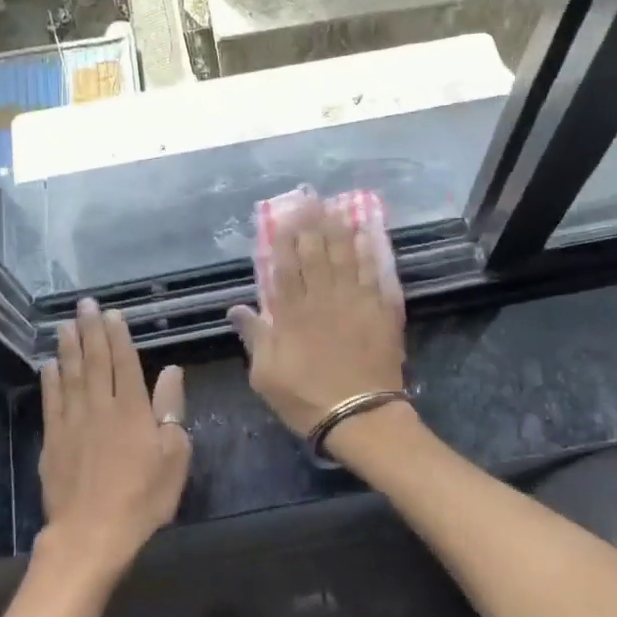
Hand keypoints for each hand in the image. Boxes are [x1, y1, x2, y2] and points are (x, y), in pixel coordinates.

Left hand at [38, 299, 190, 578]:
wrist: (92, 533)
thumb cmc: (142, 498)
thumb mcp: (174, 456)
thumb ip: (170, 410)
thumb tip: (171, 371)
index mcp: (133, 409)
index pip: (125, 363)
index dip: (119, 336)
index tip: (112, 313)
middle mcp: (100, 407)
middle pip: (95, 361)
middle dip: (90, 330)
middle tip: (84, 304)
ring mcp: (73, 422)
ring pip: (71, 375)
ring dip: (69, 347)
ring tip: (65, 324)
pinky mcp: (53, 440)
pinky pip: (51, 401)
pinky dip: (50, 380)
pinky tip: (49, 364)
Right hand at [228, 198, 405, 436]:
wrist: (361, 417)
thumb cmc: (307, 399)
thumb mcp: (266, 375)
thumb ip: (255, 337)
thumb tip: (237, 308)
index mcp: (291, 314)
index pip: (285, 267)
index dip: (284, 239)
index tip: (283, 216)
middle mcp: (322, 300)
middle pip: (316, 254)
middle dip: (311, 224)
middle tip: (310, 198)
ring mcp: (353, 303)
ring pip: (345, 257)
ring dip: (339, 230)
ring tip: (335, 207)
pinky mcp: (380, 312)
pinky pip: (374, 274)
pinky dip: (370, 253)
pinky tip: (366, 234)